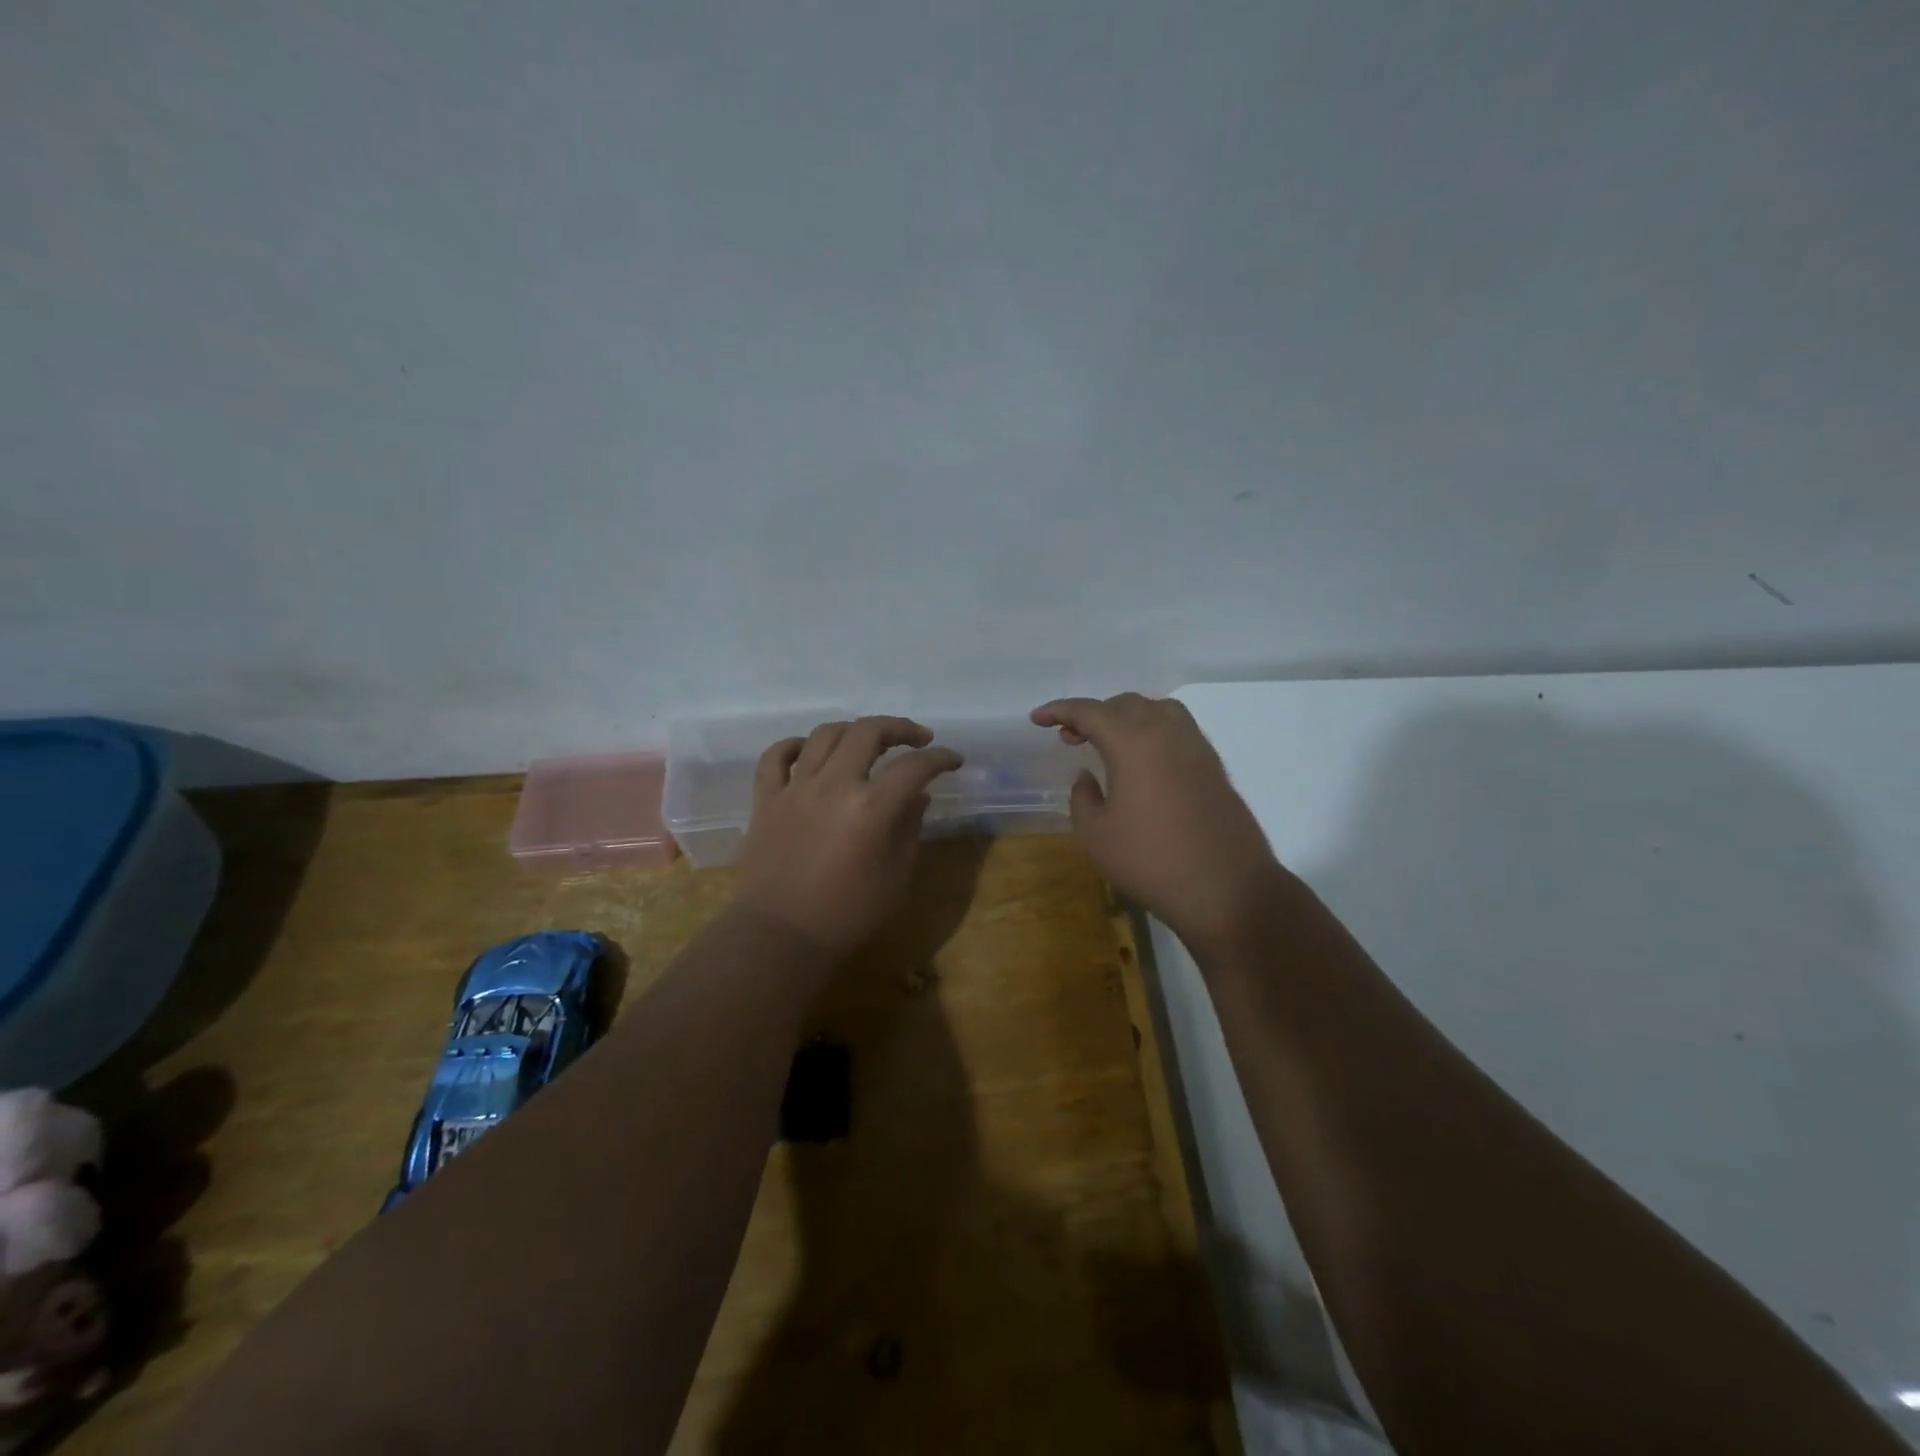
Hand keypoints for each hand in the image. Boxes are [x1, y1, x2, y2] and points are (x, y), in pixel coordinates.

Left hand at [733, 717, 963, 959]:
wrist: (781, 937)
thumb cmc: (848, 914)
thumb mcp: (897, 876)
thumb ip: (909, 828)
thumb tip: (917, 796)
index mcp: (871, 807)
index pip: (915, 767)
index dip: (941, 758)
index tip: (954, 760)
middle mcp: (833, 785)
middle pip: (868, 731)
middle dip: (899, 728)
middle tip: (917, 739)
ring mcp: (795, 788)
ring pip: (824, 735)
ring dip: (853, 730)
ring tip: (868, 741)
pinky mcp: (766, 800)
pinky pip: (776, 756)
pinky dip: (795, 745)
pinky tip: (810, 751)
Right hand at [1031, 693, 1281, 950]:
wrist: (1227, 889)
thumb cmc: (1151, 862)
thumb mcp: (1096, 835)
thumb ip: (1083, 798)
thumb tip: (1087, 777)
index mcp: (1133, 742)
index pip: (1090, 711)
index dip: (1059, 711)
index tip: (1037, 719)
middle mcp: (1167, 733)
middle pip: (1124, 704)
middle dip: (1093, 714)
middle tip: (1070, 737)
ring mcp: (1196, 748)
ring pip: (1156, 710)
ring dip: (1126, 717)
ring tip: (1108, 743)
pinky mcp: (1214, 767)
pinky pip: (1177, 730)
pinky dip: (1152, 731)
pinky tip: (1142, 762)